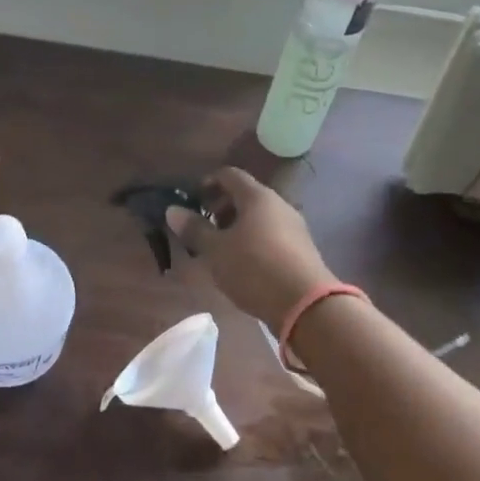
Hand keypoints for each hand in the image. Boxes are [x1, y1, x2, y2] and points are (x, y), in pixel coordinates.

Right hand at [166, 167, 337, 330]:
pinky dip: (253, 240)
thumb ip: (194, 229)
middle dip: (221, 208)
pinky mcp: (301, 249)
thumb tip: (172, 210)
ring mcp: (294, 227)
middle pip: (245, 196)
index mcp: (257, 197)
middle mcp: (279, 205)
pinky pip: (271, 234)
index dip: (208, 183)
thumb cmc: (254, 269)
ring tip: (220, 250)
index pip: (229, 175)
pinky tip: (243, 264)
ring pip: (259, 217)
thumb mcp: (216, 250)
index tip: (193, 201)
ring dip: (236, 227)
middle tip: (203, 229)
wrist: (307, 305)